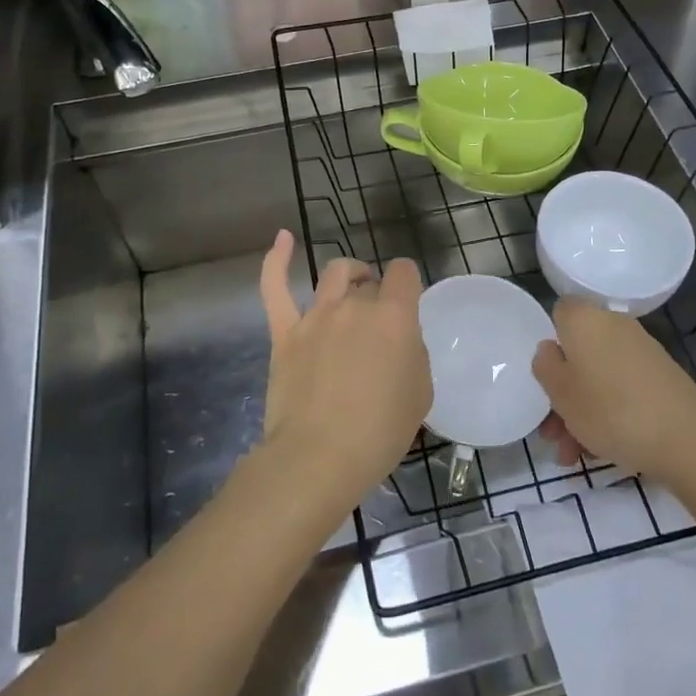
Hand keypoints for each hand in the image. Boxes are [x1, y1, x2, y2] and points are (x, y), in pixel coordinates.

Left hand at [257, 230, 431, 511]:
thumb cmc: (379, 432)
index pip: (405, 273)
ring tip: (354, 287)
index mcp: (394, 316)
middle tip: (380, 330)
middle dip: (379, 296)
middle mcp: (355, 305)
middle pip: (370, 282)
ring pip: (334, 276)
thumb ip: (413, 353)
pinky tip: (283, 237)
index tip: (408, 302)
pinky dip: (277, 259)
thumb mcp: (420, 393)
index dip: (408, 283)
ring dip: (348, 277)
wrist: (319, 457)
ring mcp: (315, 316)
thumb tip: (399, 340)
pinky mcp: (285, 332)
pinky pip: (275, 287)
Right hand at [533, 298, 695, 479]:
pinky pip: (622, 389)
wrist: (686, 440)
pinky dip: (609, 413)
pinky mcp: (661, 377)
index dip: (549, 340)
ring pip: (599, 376)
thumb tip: (550, 349)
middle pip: (579, 352)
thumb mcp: (560, 392)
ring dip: (582, 411)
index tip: (544, 374)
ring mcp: (641, 351)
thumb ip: (545, 365)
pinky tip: (600, 451)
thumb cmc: (610, 410)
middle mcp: (615, 326)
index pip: (560, 312)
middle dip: (562, 391)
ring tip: (572, 455)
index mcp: (586, 320)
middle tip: (551, 431)